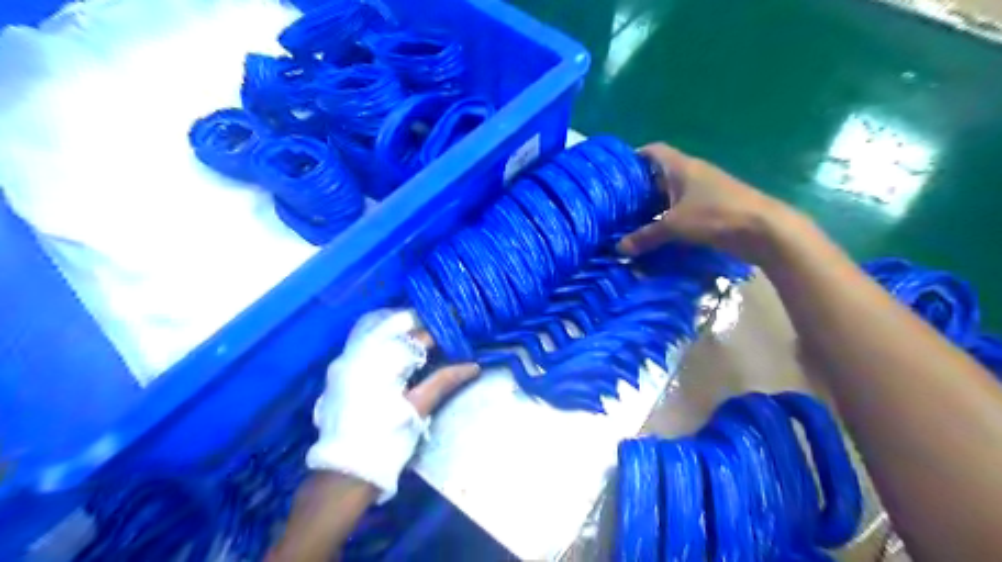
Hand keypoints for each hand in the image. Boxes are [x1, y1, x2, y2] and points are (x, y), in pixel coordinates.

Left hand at [305, 311, 476, 500]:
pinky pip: (366, 345)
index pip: (418, 336)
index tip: (459, 328)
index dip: (441, 332)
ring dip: (403, 334)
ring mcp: (346, 362)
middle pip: (397, 327)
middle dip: (422, 327)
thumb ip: (444, 381)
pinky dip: (386, 344)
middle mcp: (360, 353)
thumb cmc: (387, 439)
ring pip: (379, 333)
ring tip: (427, 341)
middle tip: (445, 333)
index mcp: (382, 360)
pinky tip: (401, 355)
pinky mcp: (340, 373)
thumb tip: (473, 365)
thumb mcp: (418, 408)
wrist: (344, 472)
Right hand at [615, 142, 803, 264]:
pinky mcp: (712, 209)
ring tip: (631, 220)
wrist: (763, 230)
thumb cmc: (715, 215)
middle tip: (618, 203)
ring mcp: (704, 191)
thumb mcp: (675, 226)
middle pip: (659, 174)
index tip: (616, 173)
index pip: (653, 151)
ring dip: (654, 206)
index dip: (634, 157)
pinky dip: (668, 218)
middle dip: (639, 187)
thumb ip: (645, 236)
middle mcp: (692, 174)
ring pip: (671, 194)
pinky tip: (656, 232)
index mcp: (682, 167)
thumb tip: (618, 248)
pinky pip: (682, 210)